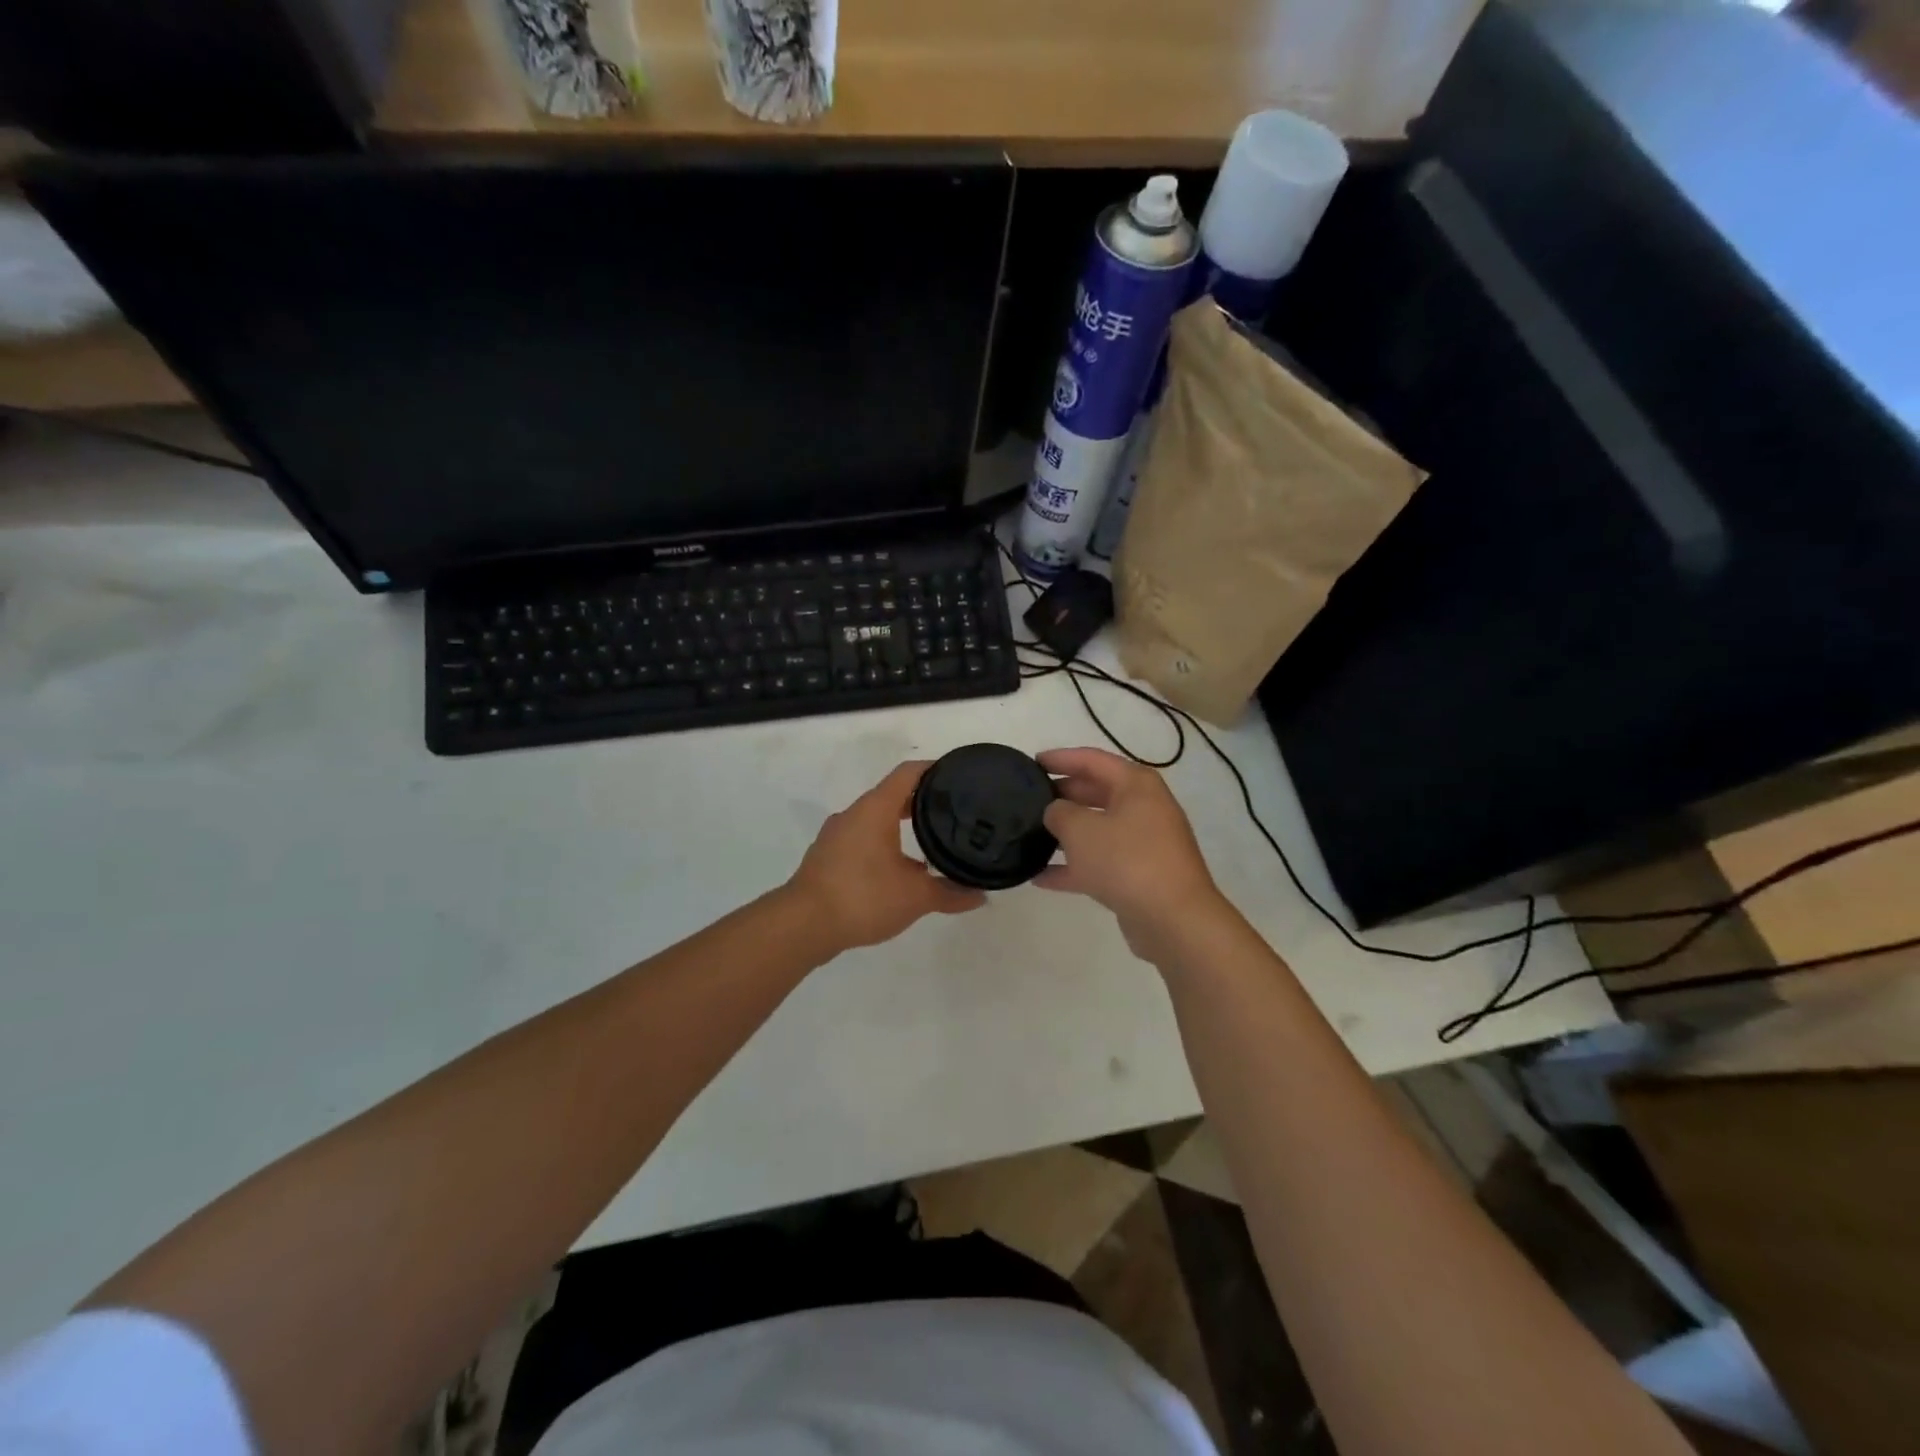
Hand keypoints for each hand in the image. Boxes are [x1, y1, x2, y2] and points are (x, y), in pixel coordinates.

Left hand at [786, 760, 987, 952]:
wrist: (803, 925)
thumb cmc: (863, 897)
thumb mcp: (916, 897)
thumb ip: (950, 893)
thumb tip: (981, 895)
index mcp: (875, 809)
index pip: (908, 773)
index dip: (934, 769)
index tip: (957, 775)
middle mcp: (854, 814)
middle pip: (892, 795)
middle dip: (921, 802)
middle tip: (952, 812)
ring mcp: (836, 835)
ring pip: (874, 819)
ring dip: (900, 826)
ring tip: (929, 843)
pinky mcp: (826, 857)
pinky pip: (861, 839)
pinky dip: (882, 844)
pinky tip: (897, 869)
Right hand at [1037, 747, 1227, 959]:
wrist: (1174, 920)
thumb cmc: (1126, 861)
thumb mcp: (1081, 830)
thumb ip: (1059, 813)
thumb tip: (1055, 812)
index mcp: (1136, 785)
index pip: (1092, 760)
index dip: (1061, 758)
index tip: (1032, 762)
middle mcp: (1144, 808)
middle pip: (1096, 792)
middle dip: (1063, 795)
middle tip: (1029, 800)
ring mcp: (1144, 844)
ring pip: (1098, 829)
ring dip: (1066, 833)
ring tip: (1031, 835)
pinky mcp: (1139, 876)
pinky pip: (1100, 863)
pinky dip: (1074, 867)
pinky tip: (1040, 877)